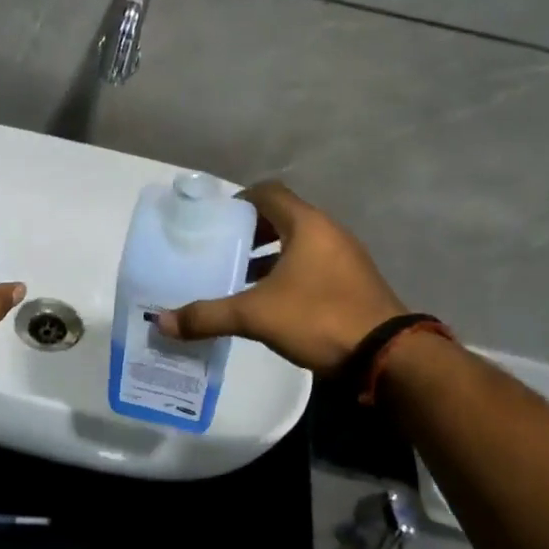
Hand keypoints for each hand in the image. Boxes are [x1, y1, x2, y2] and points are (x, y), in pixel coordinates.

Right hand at [156, 182, 406, 374]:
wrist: (386, 355)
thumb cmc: (318, 318)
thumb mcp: (255, 316)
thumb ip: (207, 316)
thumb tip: (161, 322)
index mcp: (307, 225)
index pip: (269, 193)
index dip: (240, 200)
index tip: (216, 220)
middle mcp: (328, 233)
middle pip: (283, 217)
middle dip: (251, 232)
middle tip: (222, 249)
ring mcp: (345, 258)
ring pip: (299, 244)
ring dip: (270, 255)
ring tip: (240, 277)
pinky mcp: (353, 283)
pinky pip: (313, 265)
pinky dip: (288, 273)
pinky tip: (270, 302)